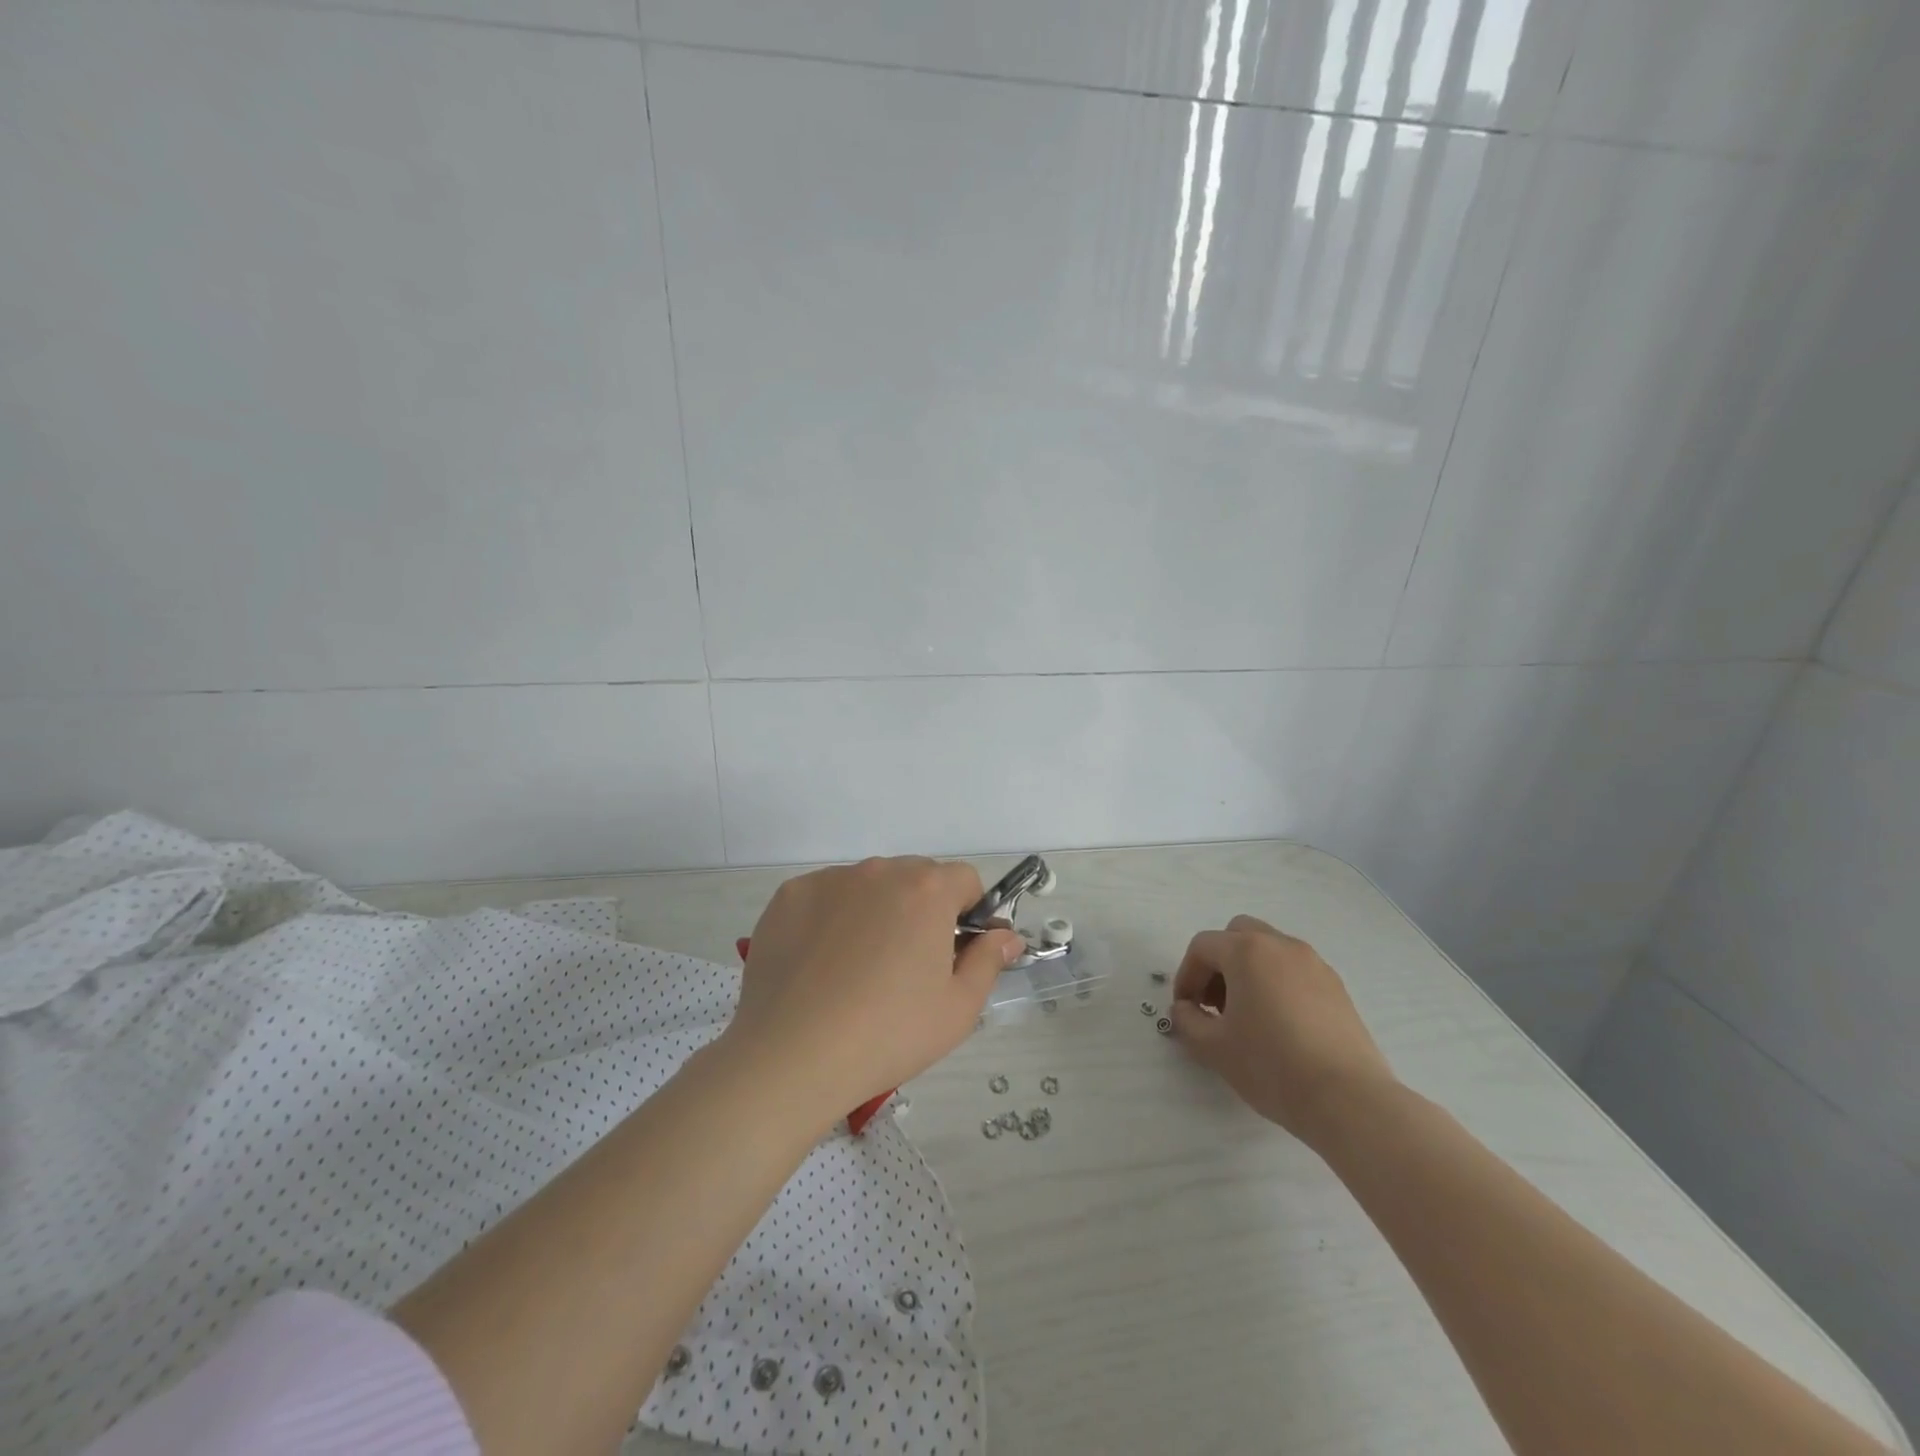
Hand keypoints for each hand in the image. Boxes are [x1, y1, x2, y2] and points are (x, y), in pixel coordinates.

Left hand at [720, 856, 1024, 1130]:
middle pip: (915, 878)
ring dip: (876, 911)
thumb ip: (988, 961)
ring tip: (857, 969)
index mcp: (926, 889)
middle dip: (921, 910)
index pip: (964, 880)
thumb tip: (1006, 936)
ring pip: (869, 886)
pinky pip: (826, 896)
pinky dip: (832, 918)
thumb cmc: (888, 1034)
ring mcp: (829, 879)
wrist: (791, 1056)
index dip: (968, 913)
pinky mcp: (789, 896)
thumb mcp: (958, 1009)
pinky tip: (820, 965)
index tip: (954, 952)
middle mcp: (879, 870)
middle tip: (907, 967)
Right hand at [1169, 914, 1396, 1146]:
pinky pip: (1295, 970)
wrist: (1348, 1100)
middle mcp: (1280, 945)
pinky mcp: (1337, 987)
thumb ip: (1187, 1021)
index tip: (1185, 1009)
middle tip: (1215, 1003)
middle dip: (1219, 963)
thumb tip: (1185, 1009)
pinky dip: (1277, 984)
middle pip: (1238, 935)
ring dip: (1248, 971)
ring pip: (1269, 950)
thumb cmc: (1271, 1066)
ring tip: (1247, 1016)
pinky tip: (1279, 1025)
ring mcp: (1314, 963)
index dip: (1186, 975)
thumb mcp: (1213, 1047)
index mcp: (1247, 951)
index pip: (1202, 947)